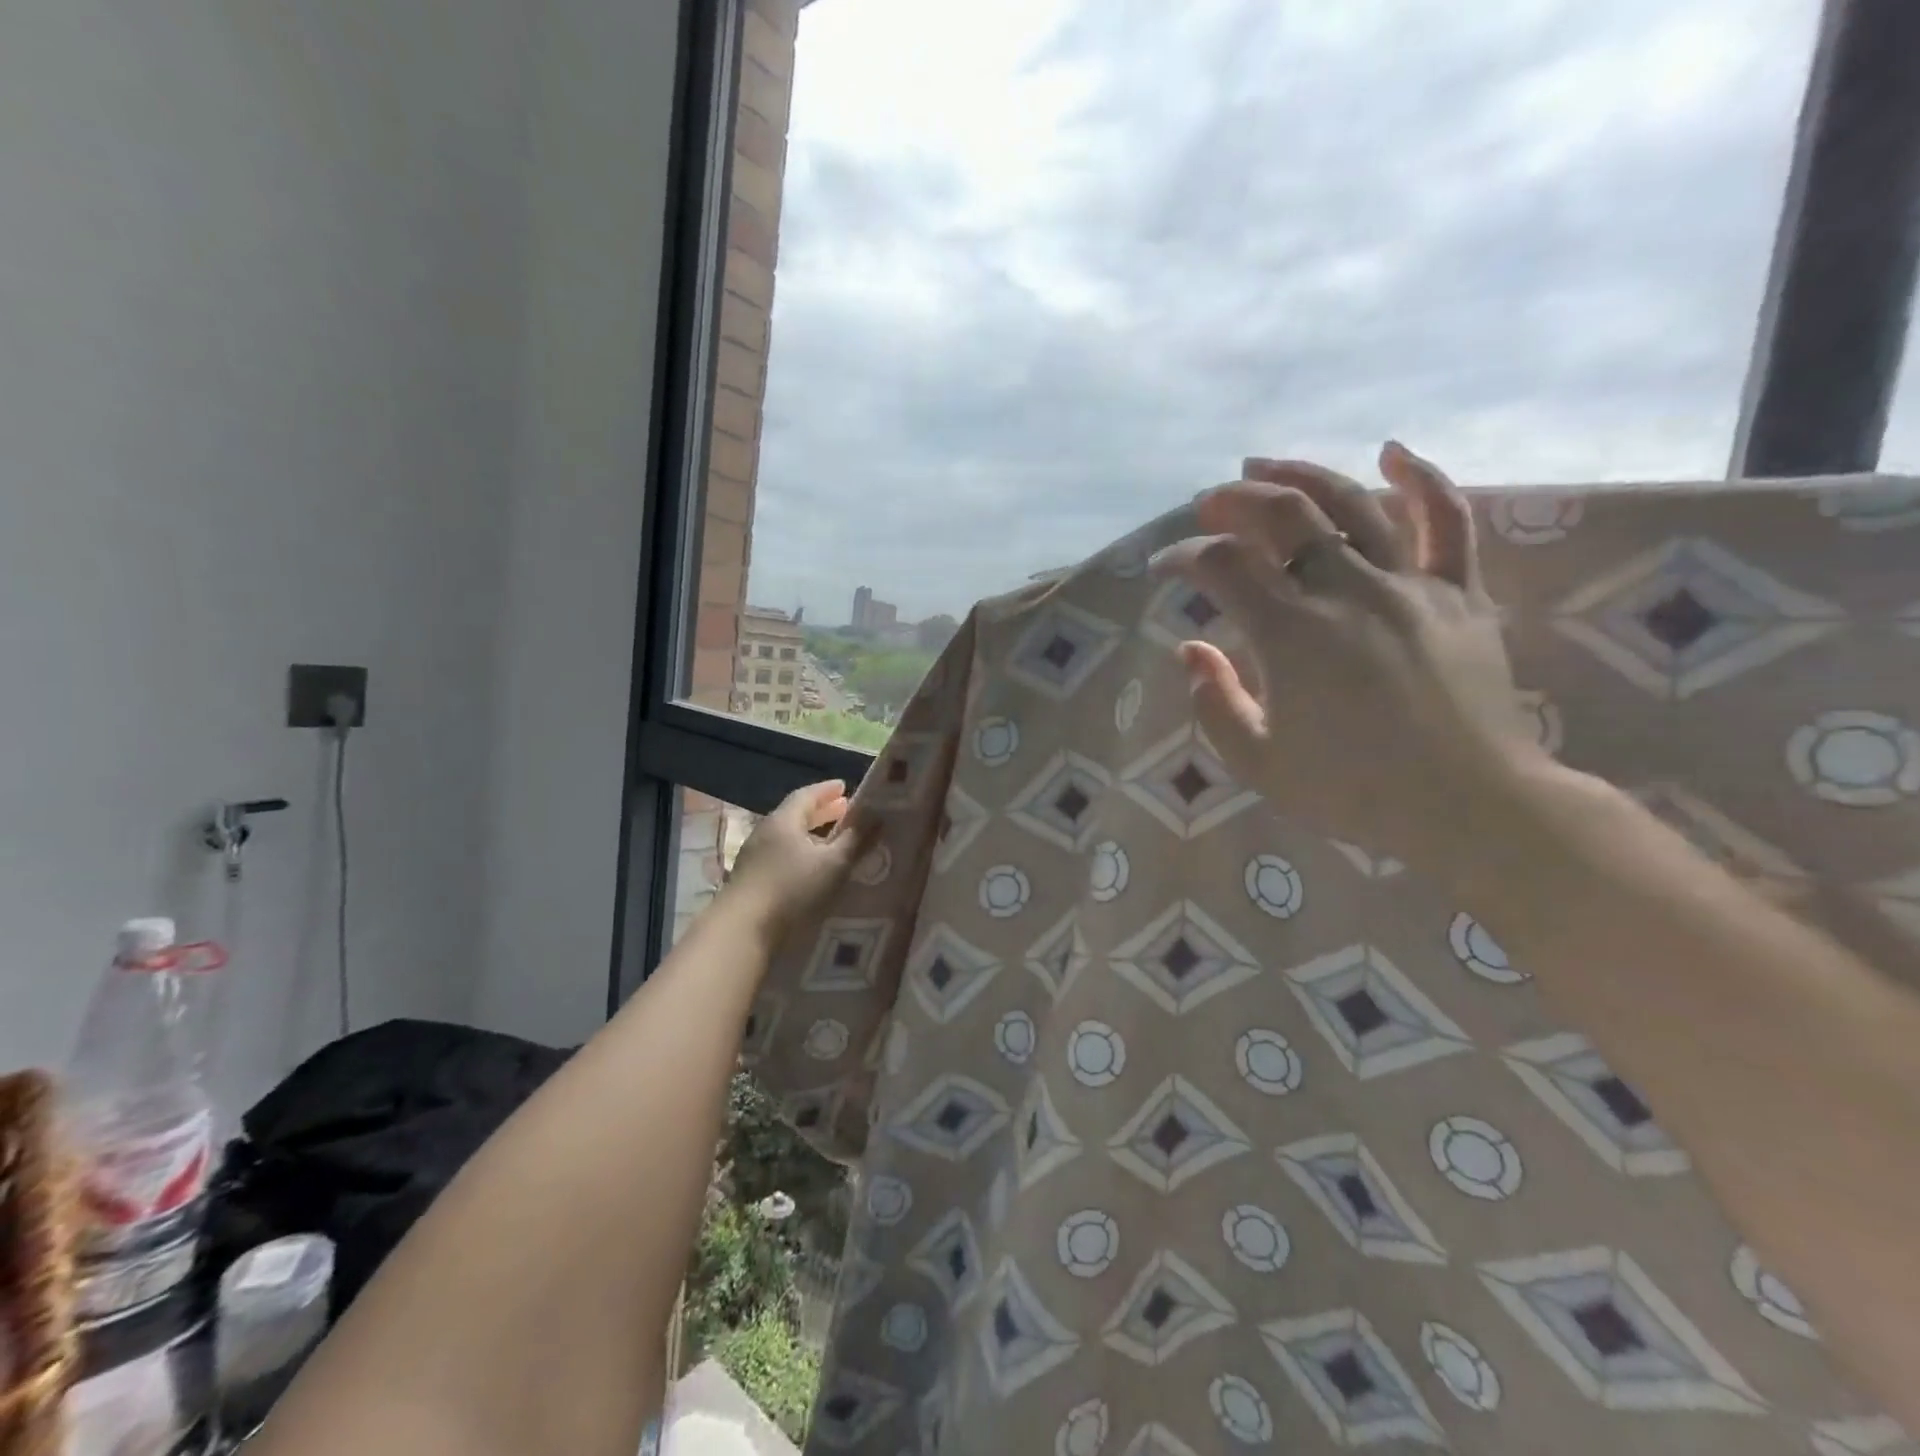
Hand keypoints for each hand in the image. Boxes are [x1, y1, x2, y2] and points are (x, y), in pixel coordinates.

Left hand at [722, 780, 876, 948]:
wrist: (743, 929)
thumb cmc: (792, 888)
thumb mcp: (833, 864)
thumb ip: (856, 840)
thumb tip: (877, 816)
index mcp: (783, 821)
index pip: (806, 795)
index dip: (826, 790)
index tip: (844, 786)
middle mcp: (765, 832)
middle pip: (795, 815)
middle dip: (821, 812)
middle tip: (843, 810)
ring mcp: (754, 856)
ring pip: (787, 837)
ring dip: (810, 835)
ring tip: (831, 841)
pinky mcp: (751, 879)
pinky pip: (781, 856)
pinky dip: (800, 853)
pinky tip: (811, 868)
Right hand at [1152, 441, 1545, 865]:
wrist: (1468, 806)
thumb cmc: (1353, 790)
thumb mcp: (1258, 763)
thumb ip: (1214, 703)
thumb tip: (1191, 649)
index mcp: (1291, 634)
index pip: (1224, 565)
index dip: (1185, 556)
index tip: (1164, 566)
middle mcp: (1347, 591)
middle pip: (1283, 516)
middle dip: (1234, 502)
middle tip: (1208, 505)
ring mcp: (1409, 585)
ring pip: (1352, 503)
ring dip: (1299, 476)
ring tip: (1264, 467)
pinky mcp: (1459, 593)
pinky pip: (1448, 520)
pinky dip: (1421, 479)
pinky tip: (1392, 452)